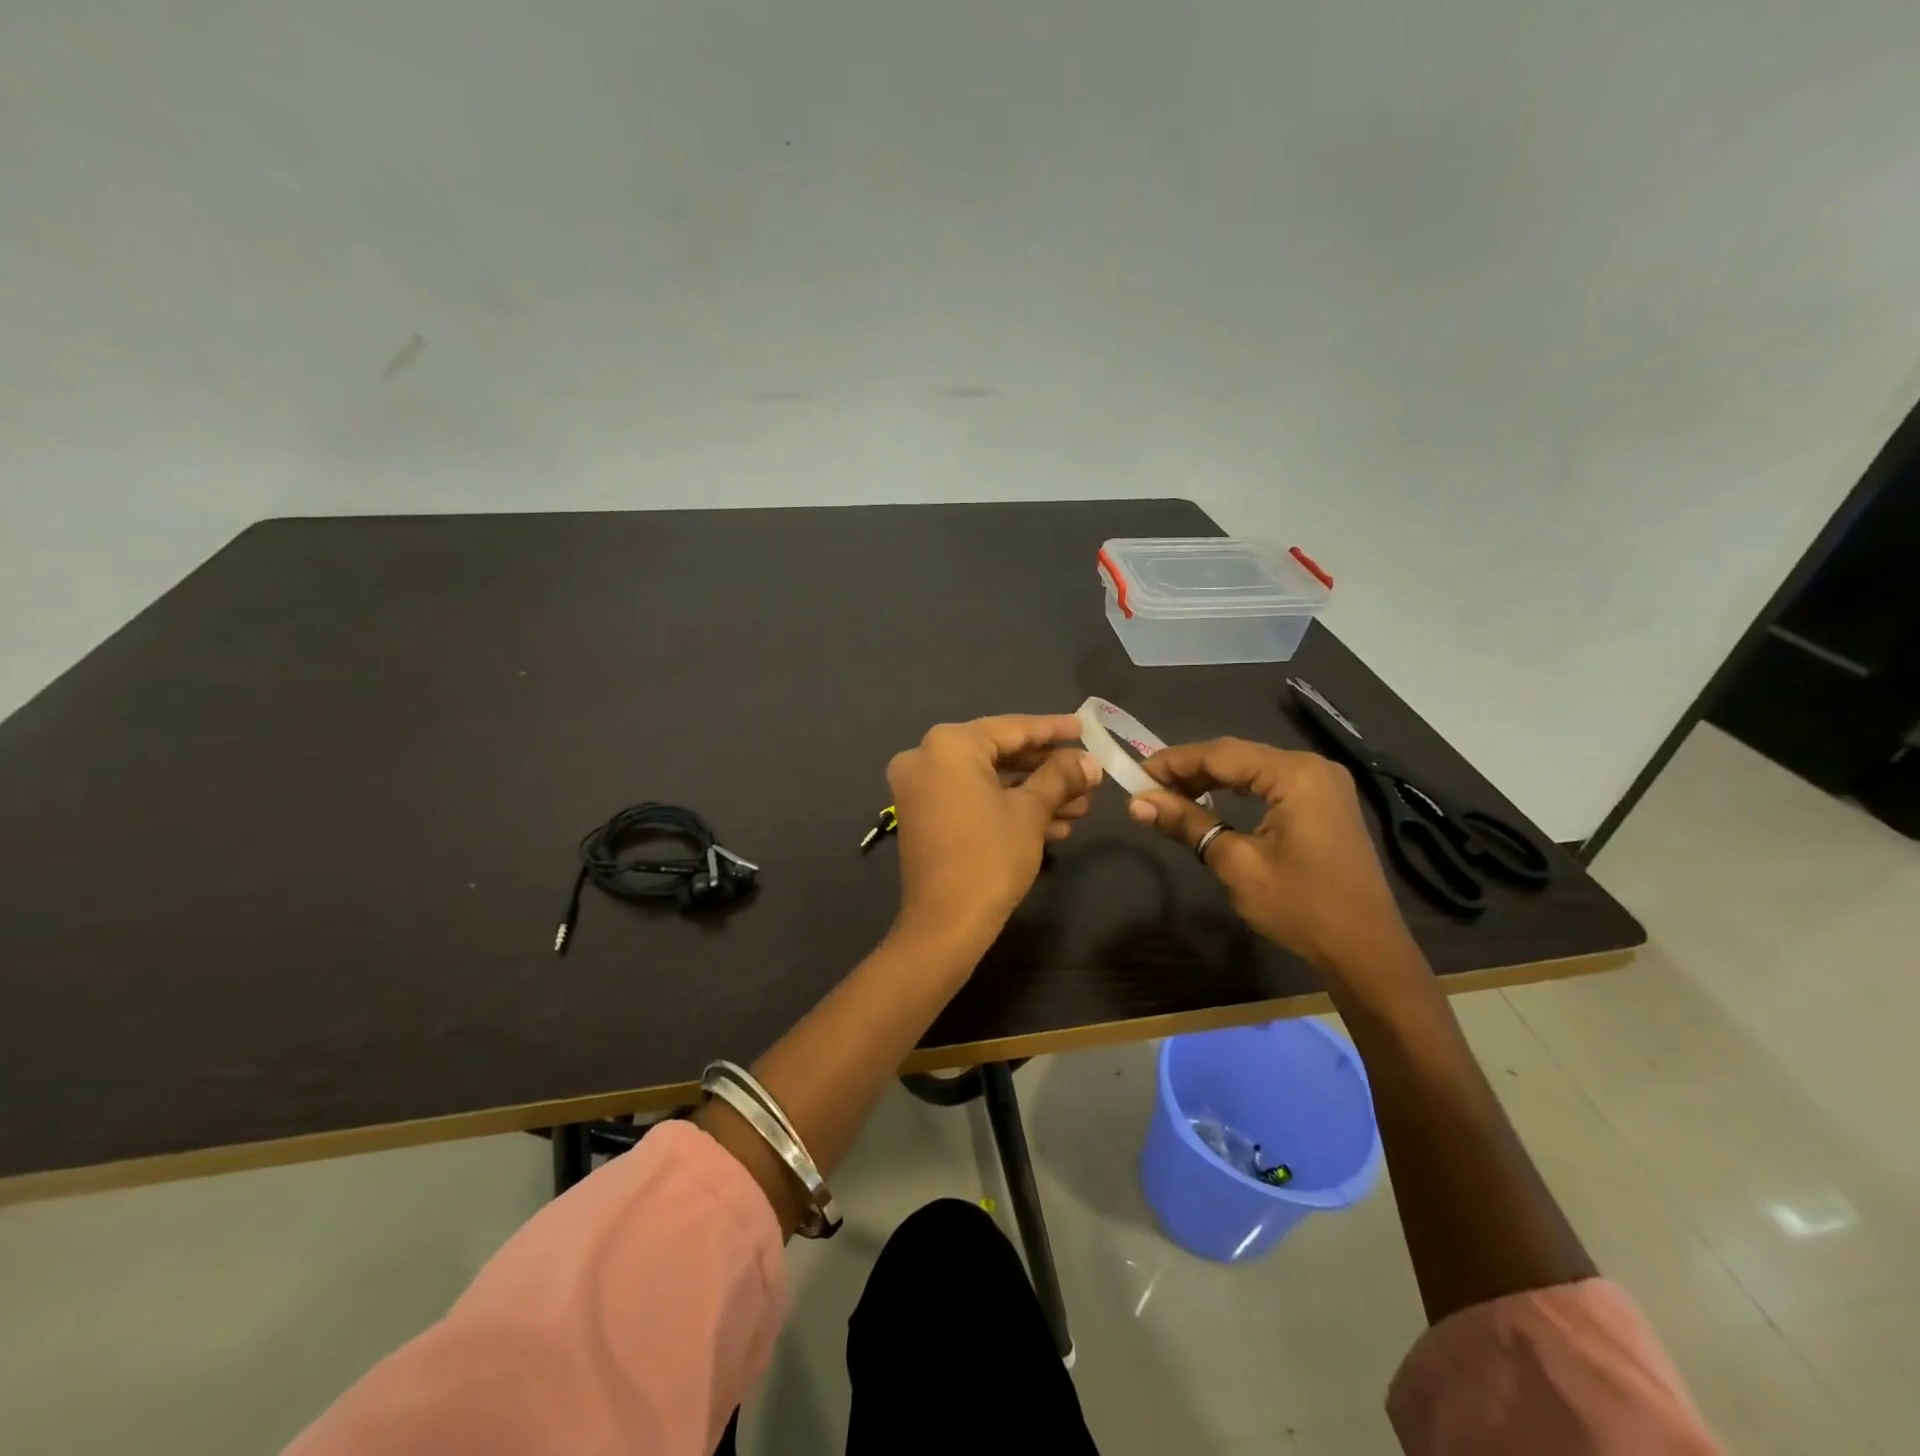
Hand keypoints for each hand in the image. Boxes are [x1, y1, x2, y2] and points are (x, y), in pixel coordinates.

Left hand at [887, 715, 1101, 950]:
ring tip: (1081, 806)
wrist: (945, 924)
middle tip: (1088, 776)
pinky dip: (1008, 808)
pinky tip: (1055, 826)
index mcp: (949, 745)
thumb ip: (1060, 776)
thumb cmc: (990, 857)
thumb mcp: (1031, 811)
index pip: (1012, 728)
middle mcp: (926, 757)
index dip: (1054, 730)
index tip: (1086, 728)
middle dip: (1048, 770)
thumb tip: (1090, 762)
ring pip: (989, 780)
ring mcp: (921, 788)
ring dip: (1034, 794)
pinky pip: (972, 799)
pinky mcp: (924, 815)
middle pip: (1000, 754)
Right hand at [1127, 738, 1415, 978]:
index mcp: (1295, 774)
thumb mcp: (1236, 864)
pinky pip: (1270, 783)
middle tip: (1148, 789)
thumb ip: (1187, 824)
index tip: (1134, 776)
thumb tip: (1136, 803)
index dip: (1172, 762)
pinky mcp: (1325, 803)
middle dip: (1189, 769)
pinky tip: (1211, 801)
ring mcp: (1323, 784)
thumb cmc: (1301, 907)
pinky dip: (1237, 790)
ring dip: (1210, 779)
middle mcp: (1311, 767)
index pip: (1219, 754)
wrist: (1366, 951)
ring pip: (1252, 768)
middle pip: (1236, 755)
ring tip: (1170, 796)